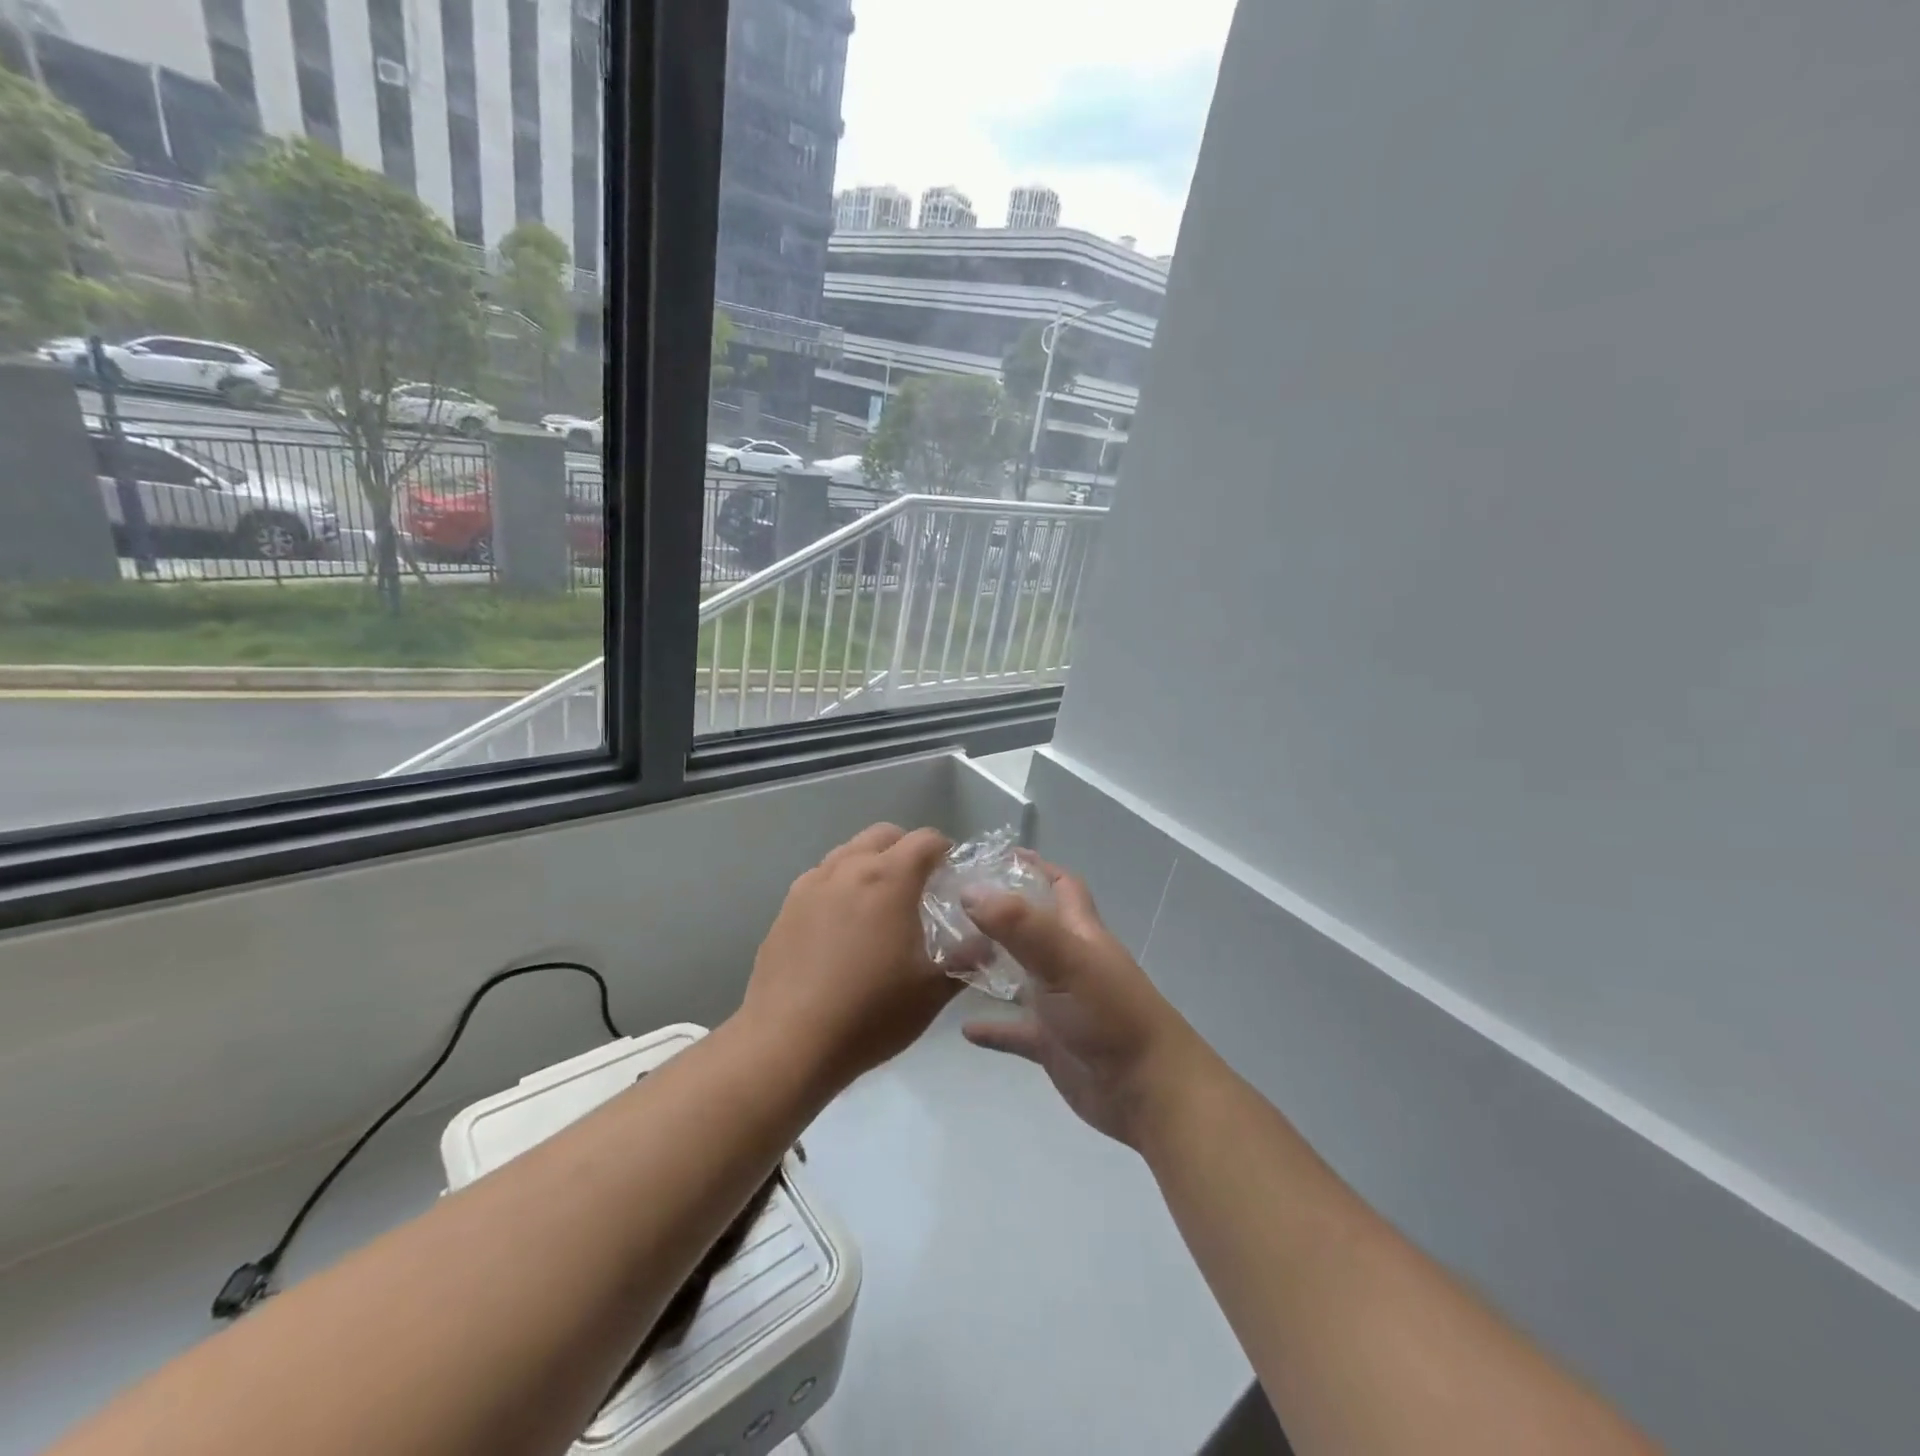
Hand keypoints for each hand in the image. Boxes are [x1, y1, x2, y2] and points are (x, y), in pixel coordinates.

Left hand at [741, 823, 960, 1092]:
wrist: (789, 1043)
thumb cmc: (870, 1013)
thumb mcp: (933, 991)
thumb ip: (966, 959)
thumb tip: (987, 944)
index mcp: (888, 878)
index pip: (926, 839)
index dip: (946, 852)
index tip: (953, 878)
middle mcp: (847, 868)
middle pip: (883, 835)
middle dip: (906, 850)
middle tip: (920, 888)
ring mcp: (810, 885)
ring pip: (848, 852)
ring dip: (870, 864)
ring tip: (880, 906)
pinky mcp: (785, 909)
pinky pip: (821, 879)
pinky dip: (840, 886)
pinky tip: (842, 927)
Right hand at [961, 855, 1210, 1149]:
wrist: (1148, 1090)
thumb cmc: (1109, 1014)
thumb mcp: (1064, 959)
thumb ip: (1019, 924)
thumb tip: (970, 890)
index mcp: (1080, 933)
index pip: (1062, 885)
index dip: (1036, 867)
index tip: (995, 857)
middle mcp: (1069, 962)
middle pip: (1031, 928)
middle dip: (997, 915)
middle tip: (951, 906)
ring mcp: (1059, 1004)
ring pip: (1017, 977)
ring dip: (988, 967)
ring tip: (944, 957)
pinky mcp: (1051, 1044)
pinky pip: (1015, 1031)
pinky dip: (993, 1028)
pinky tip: (965, 1029)